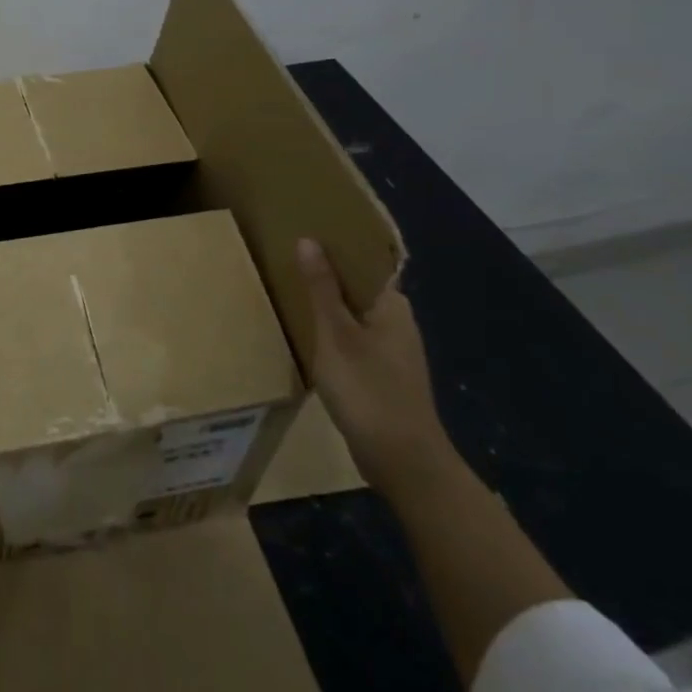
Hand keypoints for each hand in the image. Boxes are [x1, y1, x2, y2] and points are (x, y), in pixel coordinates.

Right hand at [295, 238, 453, 492]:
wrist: (402, 460)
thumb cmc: (368, 389)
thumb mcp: (335, 335)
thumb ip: (321, 289)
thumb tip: (309, 240)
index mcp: (392, 305)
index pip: (367, 261)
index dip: (340, 245)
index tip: (307, 231)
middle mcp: (398, 321)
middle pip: (360, 286)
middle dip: (329, 272)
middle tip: (289, 258)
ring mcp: (393, 351)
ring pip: (356, 313)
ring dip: (329, 303)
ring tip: (292, 290)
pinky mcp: (384, 374)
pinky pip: (355, 338)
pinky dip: (334, 331)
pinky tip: (309, 335)